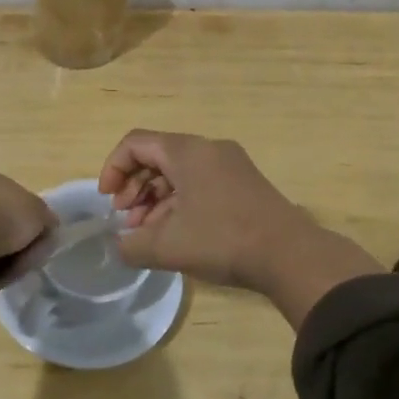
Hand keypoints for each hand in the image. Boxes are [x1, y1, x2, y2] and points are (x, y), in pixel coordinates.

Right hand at [97, 131, 381, 327]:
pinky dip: (180, 202)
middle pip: (157, 156)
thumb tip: (120, 245)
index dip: (113, 168)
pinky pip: (200, 183)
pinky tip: (176, 234)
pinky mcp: (244, 184)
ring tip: (147, 233)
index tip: (107, 201)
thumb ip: (132, 245)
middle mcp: (208, 149)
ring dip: (156, 199)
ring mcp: (230, 165)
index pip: (136, 143)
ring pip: (180, 172)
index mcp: (187, 151)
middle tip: (126, 220)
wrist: (290, 255)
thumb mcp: (167, 247)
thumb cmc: (222, 240)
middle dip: (135, 188)